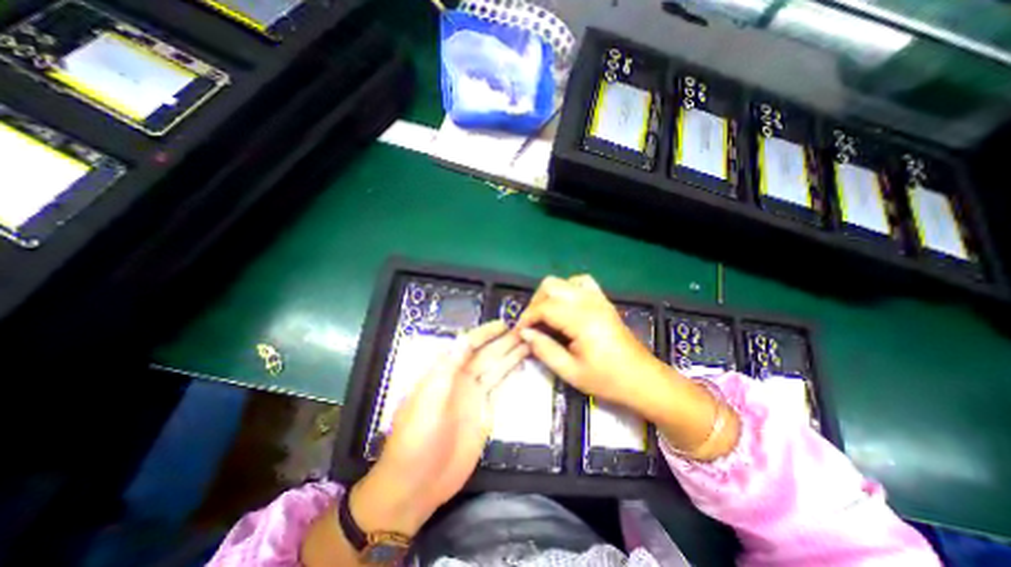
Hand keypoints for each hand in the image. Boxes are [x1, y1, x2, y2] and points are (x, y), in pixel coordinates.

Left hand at [352, 323, 530, 536]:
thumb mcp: (428, 400)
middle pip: (486, 355)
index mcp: (445, 373)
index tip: (503, 324)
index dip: (485, 333)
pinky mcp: (484, 412)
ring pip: (495, 368)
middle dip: (503, 341)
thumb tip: (464, 339)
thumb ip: (447, 369)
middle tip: (524, 330)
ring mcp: (474, 396)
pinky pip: (499, 387)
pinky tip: (519, 365)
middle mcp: (461, 380)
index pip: (468, 346)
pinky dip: (509, 374)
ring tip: (527, 342)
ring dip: (510, 355)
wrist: (416, 484)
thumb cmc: (416, 439)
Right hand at [514, 272, 669, 406]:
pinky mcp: (603, 301)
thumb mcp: (571, 372)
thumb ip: (545, 350)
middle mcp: (589, 302)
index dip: (526, 317)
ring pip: (564, 281)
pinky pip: (581, 282)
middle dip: (535, 303)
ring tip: (545, 315)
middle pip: (551, 286)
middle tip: (532, 325)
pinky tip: (565, 306)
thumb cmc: (607, 380)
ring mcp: (598, 298)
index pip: (544, 307)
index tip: (519, 332)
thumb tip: (525, 334)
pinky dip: (567, 289)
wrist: (642, 379)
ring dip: (549, 295)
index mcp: (581, 320)